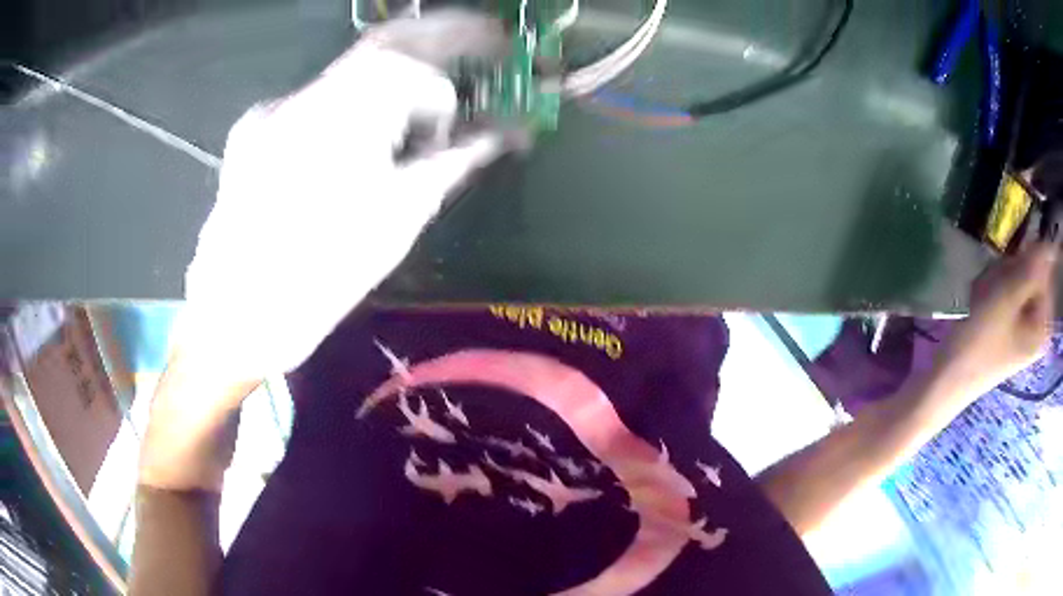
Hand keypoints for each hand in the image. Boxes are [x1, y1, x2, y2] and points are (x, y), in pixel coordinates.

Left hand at [176, 10, 508, 382]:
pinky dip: (346, 109)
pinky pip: (312, 104)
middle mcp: (305, 94)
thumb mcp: (398, 220)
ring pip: (347, 74)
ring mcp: (273, 109)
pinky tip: (349, 146)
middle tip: (484, 38)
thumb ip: (453, 164)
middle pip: (386, 42)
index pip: (417, 73)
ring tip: (411, 111)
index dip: (446, 101)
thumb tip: (499, 137)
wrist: (234, 317)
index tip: (455, 134)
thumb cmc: (319, 277)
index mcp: (346, 112)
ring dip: (391, 79)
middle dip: (441, 35)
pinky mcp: (252, 131)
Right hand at [936, 242, 1057, 398]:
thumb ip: (1032, 268)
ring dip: (995, 280)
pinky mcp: (1010, 327)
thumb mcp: (1007, 297)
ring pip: (1015, 280)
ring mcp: (1023, 327)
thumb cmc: (980, 341)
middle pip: (1030, 274)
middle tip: (989, 287)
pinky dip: (991, 291)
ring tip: (980, 297)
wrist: (947, 378)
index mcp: (1044, 323)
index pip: (1043, 270)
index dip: (1024, 261)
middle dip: (1007, 272)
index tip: (1006, 272)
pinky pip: (1005, 294)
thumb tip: (1051, 243)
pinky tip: (978, 302)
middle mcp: (1037, 324)